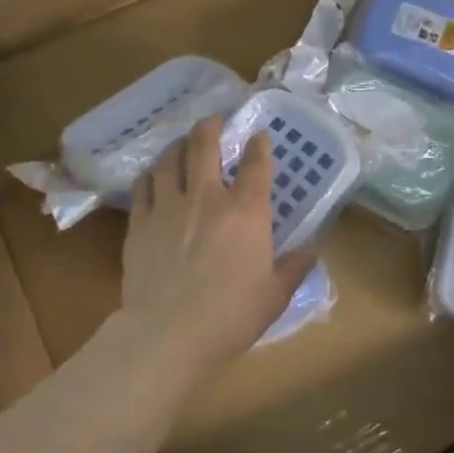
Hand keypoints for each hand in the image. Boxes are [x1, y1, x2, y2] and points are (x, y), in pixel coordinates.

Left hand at [121, 117, 318, 369]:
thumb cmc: (232, 315)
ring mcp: (168, 207)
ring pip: (169, 160)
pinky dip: (151, 175)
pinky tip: (153, 175)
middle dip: (210, 127)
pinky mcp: (140, 223)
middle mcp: (207, 198)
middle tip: (213, 119)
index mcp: (246, 212)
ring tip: (182, 143)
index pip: (256, 165)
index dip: (259, 145)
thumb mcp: (276, 295)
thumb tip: (313, 250)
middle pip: (204, 146)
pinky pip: (143, 186)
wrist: (169, 333)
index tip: (259, 135)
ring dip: (178, 145)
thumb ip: (295, 267)